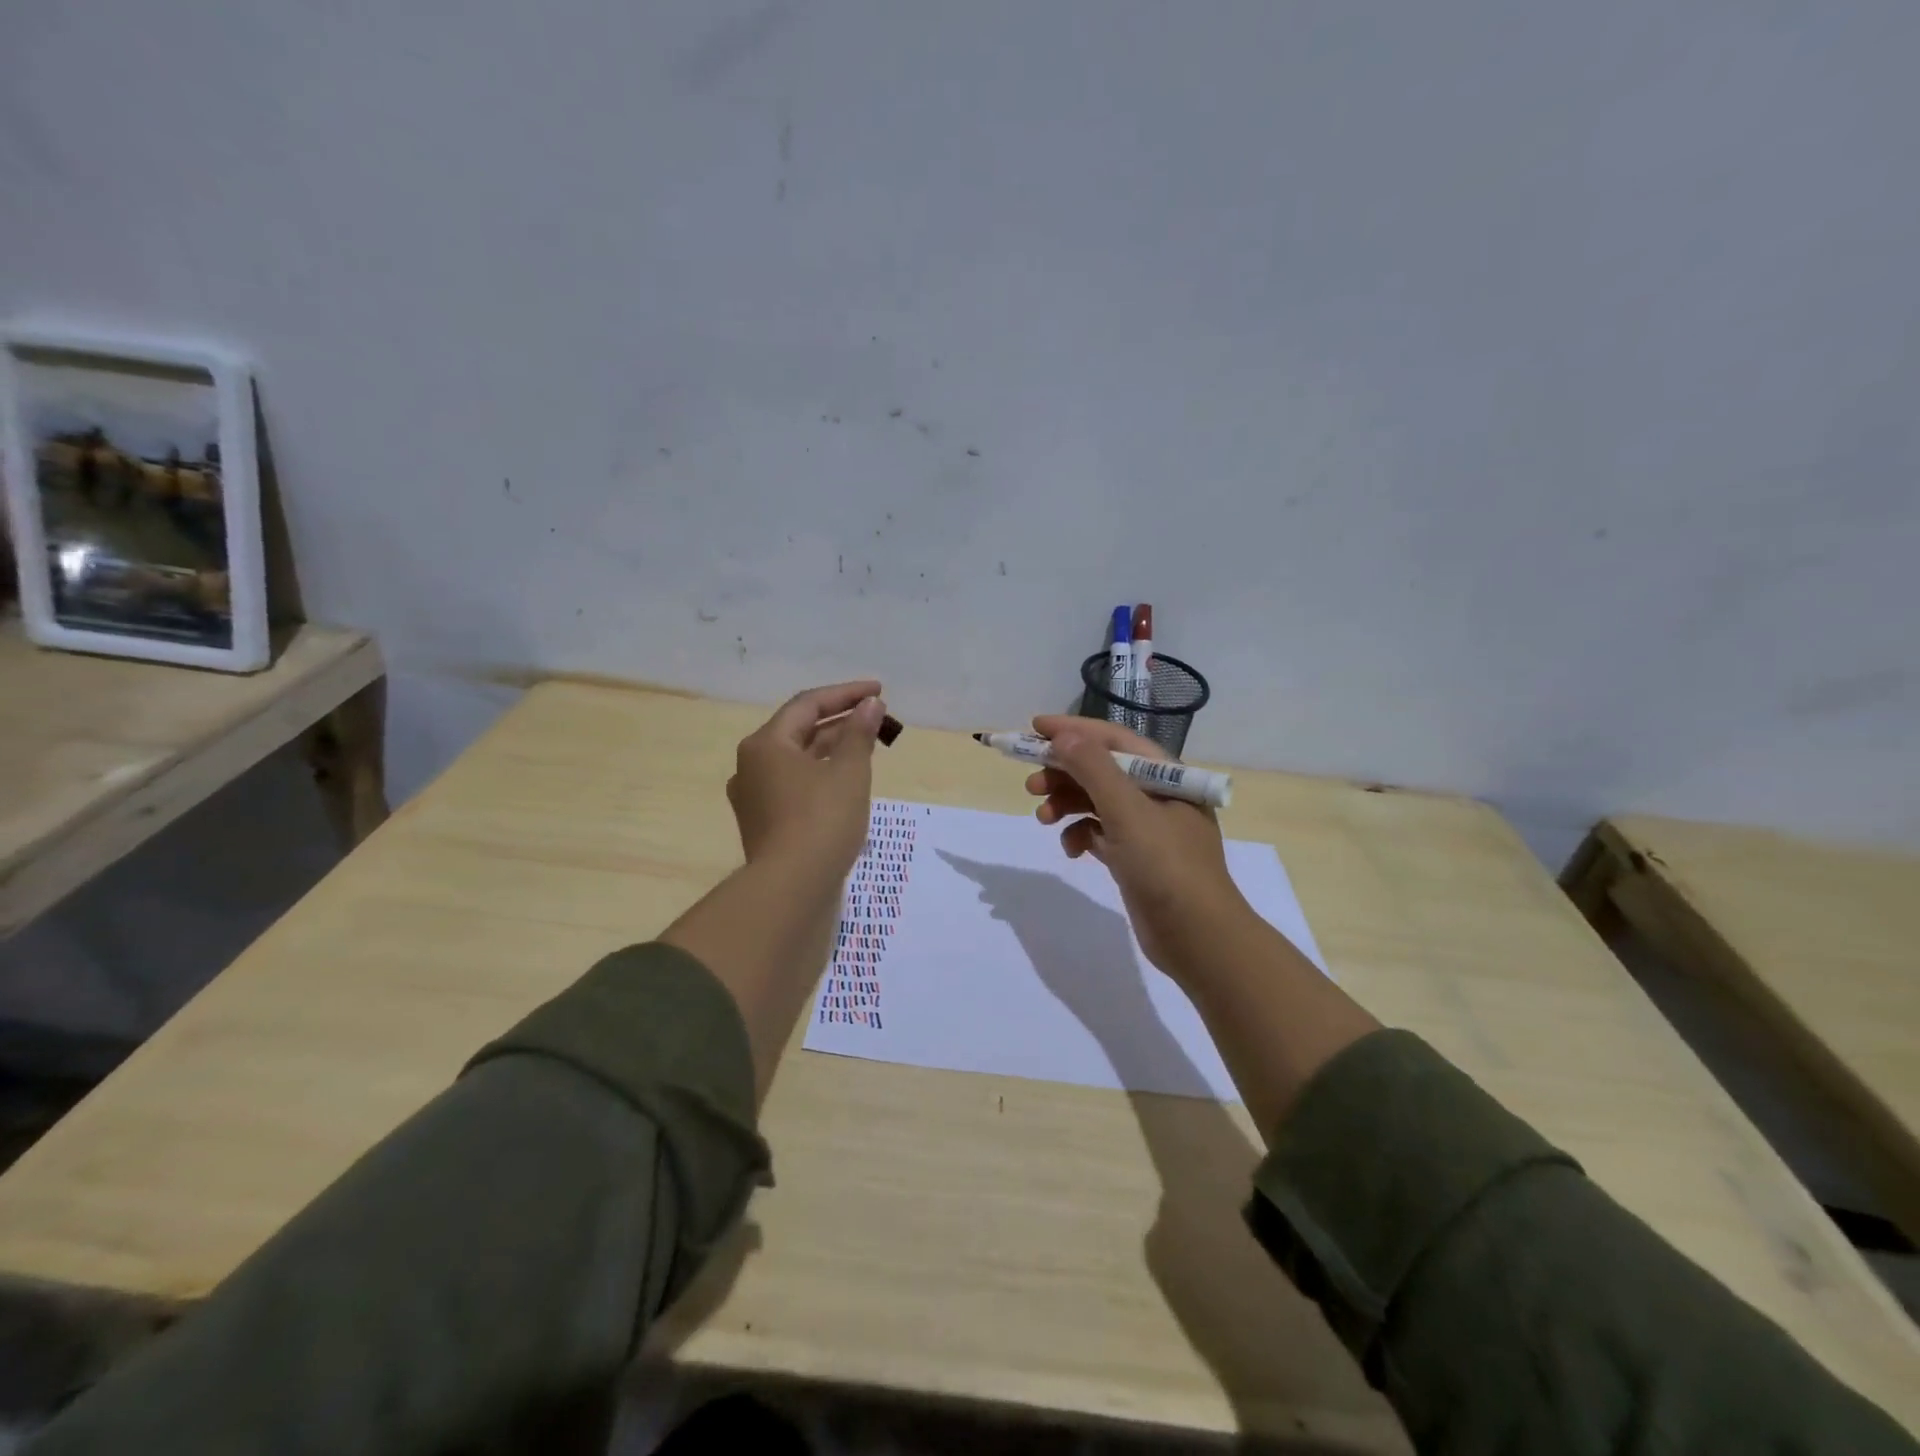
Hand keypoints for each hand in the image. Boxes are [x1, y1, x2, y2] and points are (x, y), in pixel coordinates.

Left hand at [728, 680, 885, 872]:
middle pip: (799, 730)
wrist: (792, 888)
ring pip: (797, 759)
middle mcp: (751, 765)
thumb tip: (870, 705)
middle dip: (839, 721)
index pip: (807, 704)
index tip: (879, 691)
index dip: (846, 694)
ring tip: (866, 745)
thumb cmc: (822, 821)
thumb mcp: (849, 772)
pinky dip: (820, 774)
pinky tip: (845, 781)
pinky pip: (794, 784)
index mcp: (766, 744)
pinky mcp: (763, 822)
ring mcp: (753, 796)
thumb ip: (859, 733)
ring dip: (831, 748)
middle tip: (876, 717)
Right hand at [1026, 714, 1253, 980]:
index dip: (1073, 730)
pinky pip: (1100, 834)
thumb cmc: (1166, 866)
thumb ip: (1093, 769)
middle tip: (1030, 785)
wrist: (1199, 938)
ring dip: (1067, 805)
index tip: (1034, 728)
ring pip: (1097, 803)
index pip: (1113, 739)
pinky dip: (1081, 836)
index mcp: (1165, 775)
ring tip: (1043, 819)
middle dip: (1064, 773)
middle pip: (1101, 770)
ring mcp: (1147, 829)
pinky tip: (1070, 850)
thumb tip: (1063, 736)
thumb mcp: (1128, 811)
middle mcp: (1158, 796)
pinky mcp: (1136, 858)